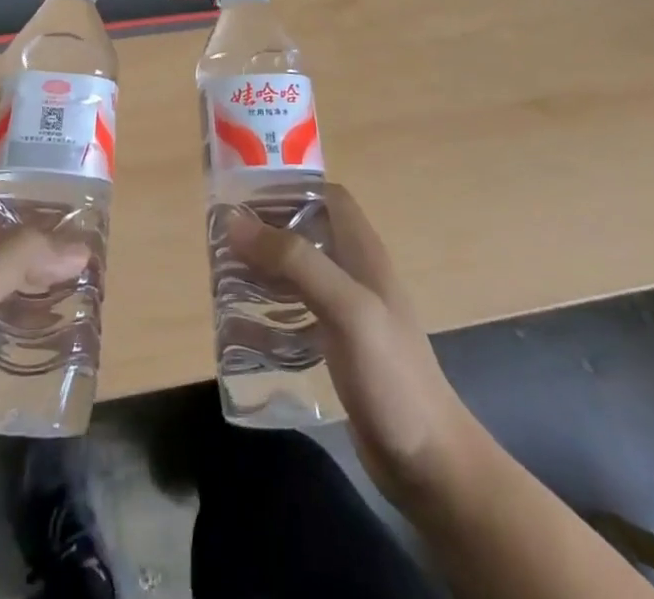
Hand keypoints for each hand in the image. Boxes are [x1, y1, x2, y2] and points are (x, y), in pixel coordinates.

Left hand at [0, 152, 88, 520]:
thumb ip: (18, 258)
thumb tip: (78, 247)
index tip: (40, 167)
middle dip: (32, 209)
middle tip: (77, 216)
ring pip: (6, 260)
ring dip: (41, 255)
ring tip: (82, 259)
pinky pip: (12, 304)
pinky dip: (39, 298)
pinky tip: (66, 311)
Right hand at [226, 185, 471, 513]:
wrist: (429, 464)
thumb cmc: (391, 375)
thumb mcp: (345, 307)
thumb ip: (295, 260)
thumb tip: (235, 221)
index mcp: (363, 253)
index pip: (327, 197)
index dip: (289, 190)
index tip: (245, 201)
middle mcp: (355, 274)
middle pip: (307, 233)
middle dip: (266, 232)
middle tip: (224, 244)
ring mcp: (348, 314)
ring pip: (299, 275)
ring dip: (263, 272)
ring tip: (224, 280)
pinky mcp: (339, 350)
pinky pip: (296, 319)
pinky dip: (269, 318)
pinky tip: (242, 331)